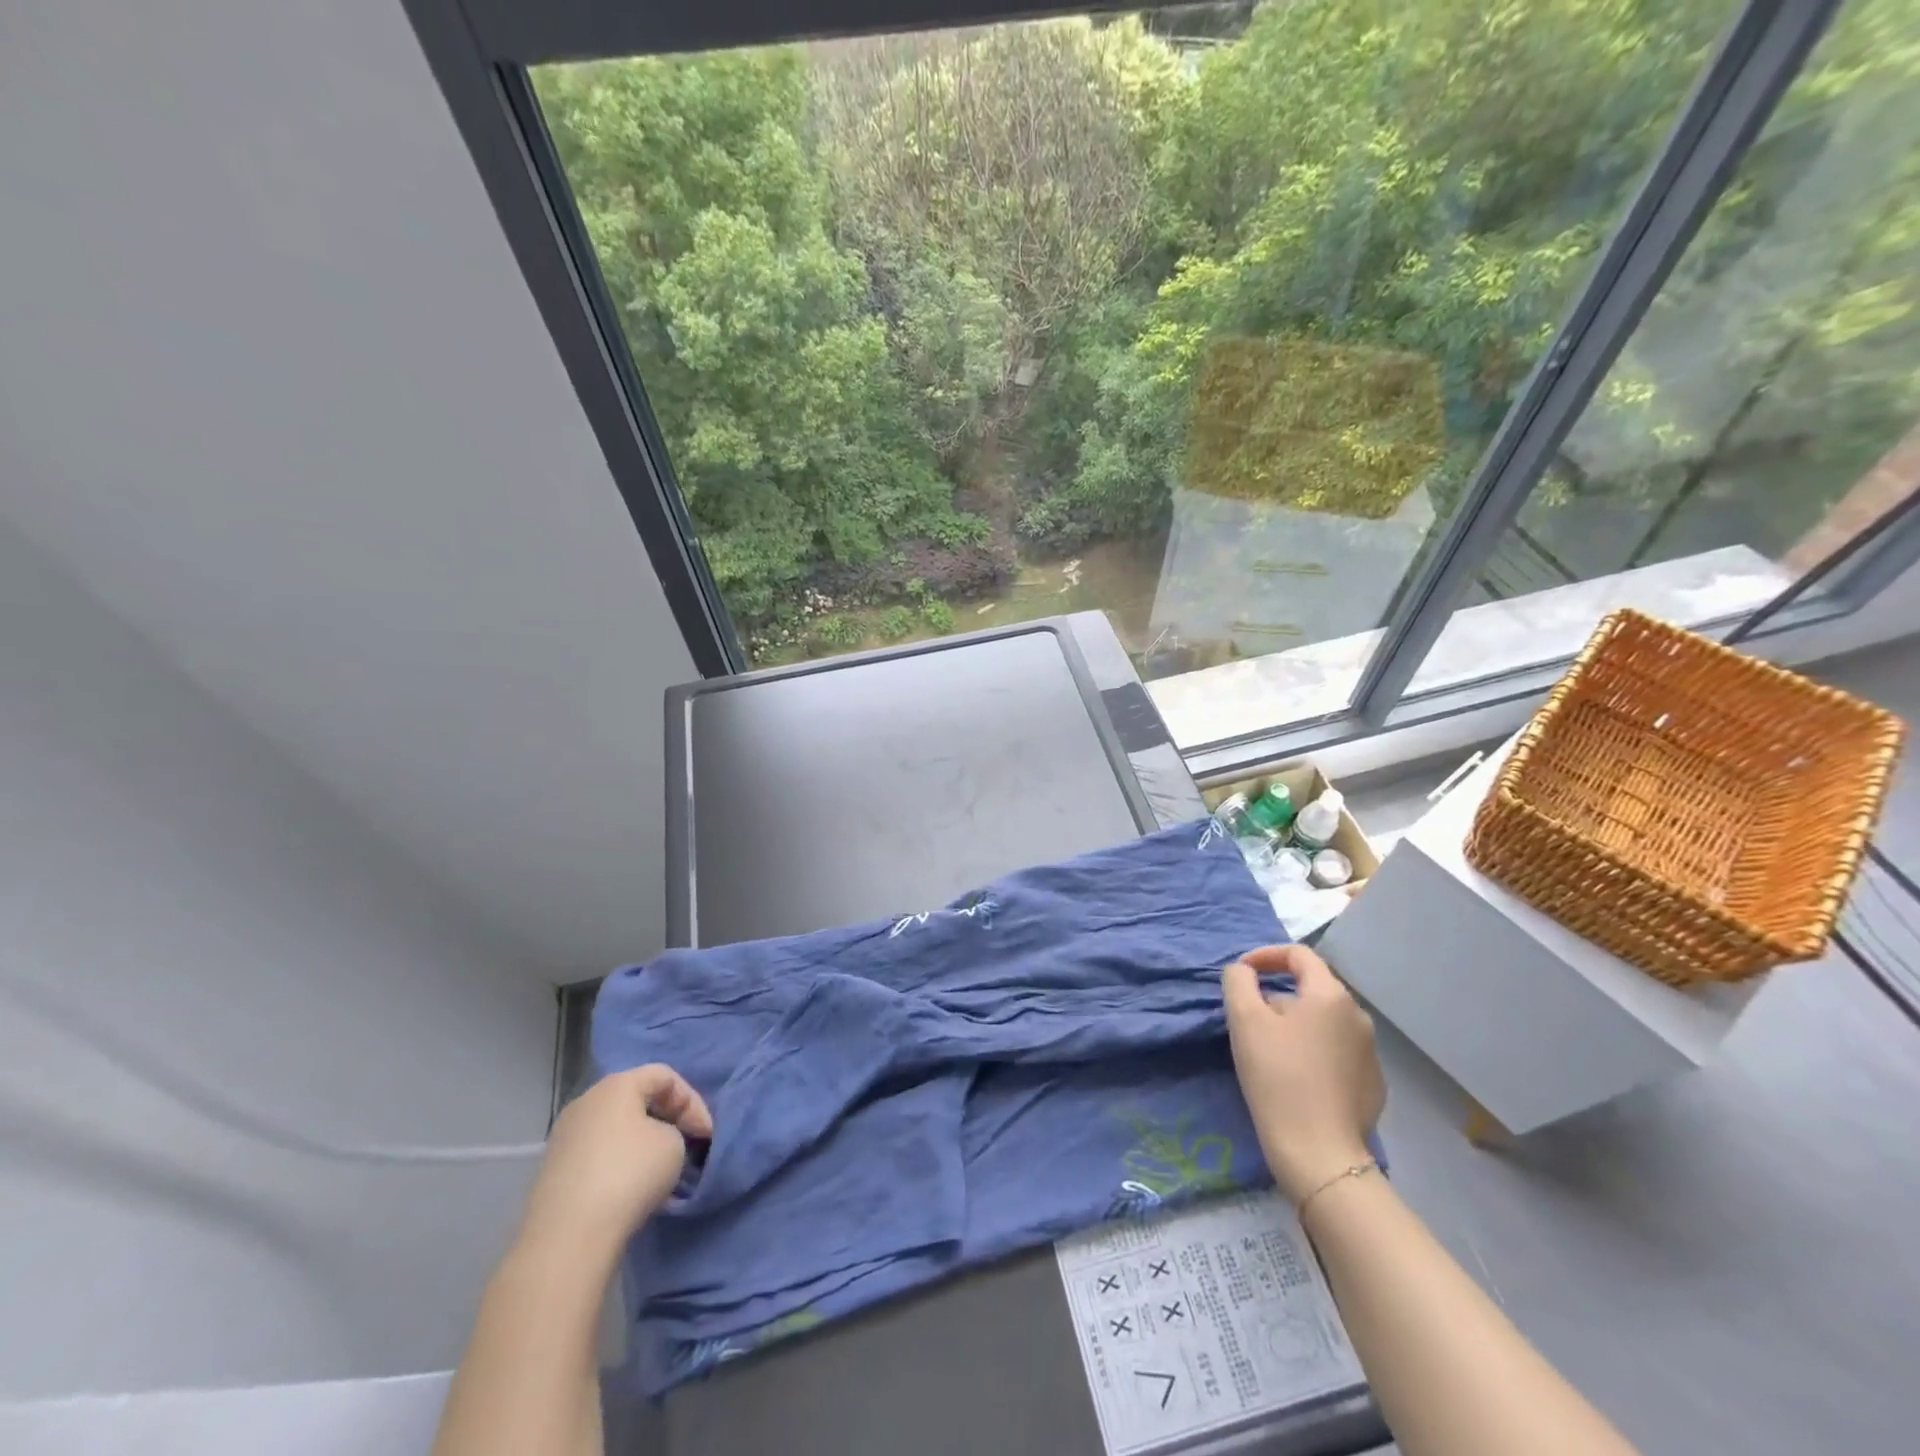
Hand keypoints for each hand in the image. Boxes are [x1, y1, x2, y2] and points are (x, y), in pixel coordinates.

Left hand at [517, 1064, 712, 1262]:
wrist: (567, 1238)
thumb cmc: (629, 1175)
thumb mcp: (674, 1144)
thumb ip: (674, 1131)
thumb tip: (660, 1140)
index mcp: (616, 1085)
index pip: (665, 1076)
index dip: (692, 1101)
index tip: (706, 1134)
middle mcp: (587, 1102)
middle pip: (638, 1099)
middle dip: (668, 1120)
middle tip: (689, 1145)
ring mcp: (565, 1137)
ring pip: (617, 1129)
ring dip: (644, 1144)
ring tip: (664, 1170)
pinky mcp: (555, 1171)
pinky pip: (599, 1155)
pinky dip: (621, 1164)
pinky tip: (634, 1189)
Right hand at [1223, 945, 1384, 1203]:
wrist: (1320, 1153)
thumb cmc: (1278, 1077)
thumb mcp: (1244, 1020)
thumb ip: (1238, 981)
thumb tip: (1244, 971)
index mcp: (1331, 995)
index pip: (1299, 954)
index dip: (1265, 955)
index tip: (1241, 974)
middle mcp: (1358, 1016)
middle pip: (1312, 988)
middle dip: (1276, 994)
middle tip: (1248, 1018)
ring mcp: (1370, 1053)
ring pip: (1324, 1021)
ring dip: (1294, 1023)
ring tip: (1268, 1050)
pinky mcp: (1372, 1086)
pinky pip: (1336, 1051)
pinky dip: (1313, 1051)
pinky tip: (1295, 1077)